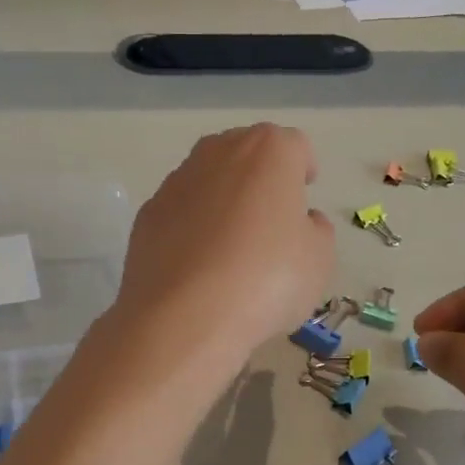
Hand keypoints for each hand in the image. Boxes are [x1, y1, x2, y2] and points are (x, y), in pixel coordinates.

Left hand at [107, 125, 334, 379]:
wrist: (184, 318)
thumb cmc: (266, 280)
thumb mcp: (318, 260)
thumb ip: (315, 231)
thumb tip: (301, 222)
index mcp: (268, 152)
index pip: (293, 146)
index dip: (302, 169)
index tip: (304, 195)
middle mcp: (218, 153)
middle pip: (245, 154)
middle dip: (259, 178)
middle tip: (270, 218)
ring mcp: (175, 183)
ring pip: (208, 181)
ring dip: (222, 201)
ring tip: (232, 246)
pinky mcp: (146, 216)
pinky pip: (180, 213)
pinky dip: (191, 229)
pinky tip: (199, 266)